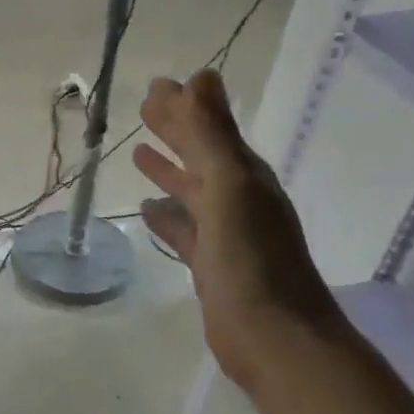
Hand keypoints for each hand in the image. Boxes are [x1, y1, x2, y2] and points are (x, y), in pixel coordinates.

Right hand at [134, 70, 345, 390]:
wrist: (273, 338)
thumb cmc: (251, 259)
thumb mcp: (229, 188)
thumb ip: (212, 136)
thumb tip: (200, 76)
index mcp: (245, 178)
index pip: (210, 131)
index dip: (185, 108)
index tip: (155, 86)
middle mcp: (238, 200)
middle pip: (201, 156)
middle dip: (176, 131)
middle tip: (144, 108)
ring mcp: (226, 235)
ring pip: (191, 191)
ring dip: (169, 171)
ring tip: (139, 152)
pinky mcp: (211, 265)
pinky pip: (184, 230)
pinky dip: (167, 216)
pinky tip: (147, 210)